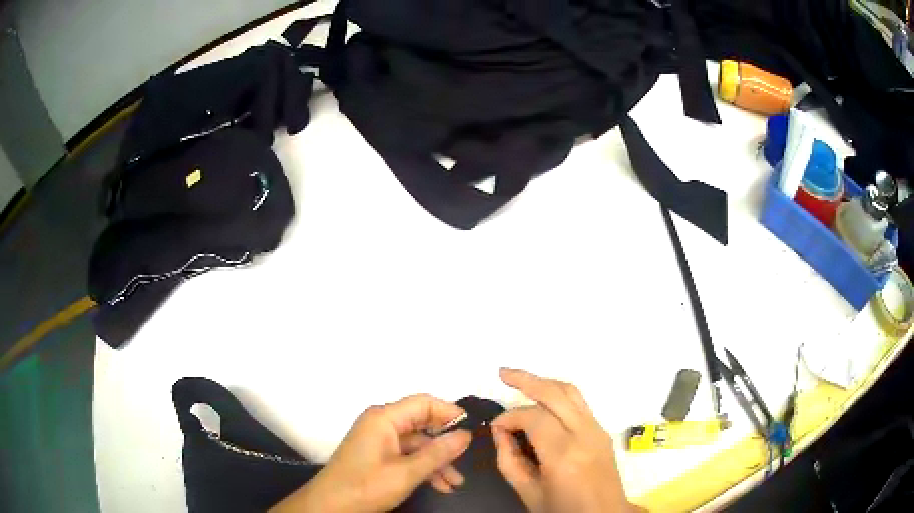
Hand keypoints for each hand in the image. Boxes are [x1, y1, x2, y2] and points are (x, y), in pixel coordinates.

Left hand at [270, 394, 471, 512]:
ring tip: (455, 483)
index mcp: (384, 418)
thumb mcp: (406, 473)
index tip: (472, 430)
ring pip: (417, 443)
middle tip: (466, 461)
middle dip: (445, 443)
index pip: (423, 403)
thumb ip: (437, 453)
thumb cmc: (365, 486)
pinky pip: (407, 455)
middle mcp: (381, 424)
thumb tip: (465, 434)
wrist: (330, 506)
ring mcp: (379, 440)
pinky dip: (424, 468)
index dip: (449, 412)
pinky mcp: (378, 455)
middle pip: (422, 423)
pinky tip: (440, 485)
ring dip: (437, 461)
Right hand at [492, 368, 633, 512]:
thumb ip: (509, 459)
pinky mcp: (603, 430)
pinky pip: (580, 403)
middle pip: (556, 393)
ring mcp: (598, 429)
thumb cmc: (563, 510)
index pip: (534, 418)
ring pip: (572, 391)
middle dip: (527, 379)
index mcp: (564, 455)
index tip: (496, 427)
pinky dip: (558, 394)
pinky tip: (542, 398)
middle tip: (502, 373)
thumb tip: (500, 431)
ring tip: (520, 377)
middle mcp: (585, 434)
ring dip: (544, 381)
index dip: (510, 417)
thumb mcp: (528, 492)